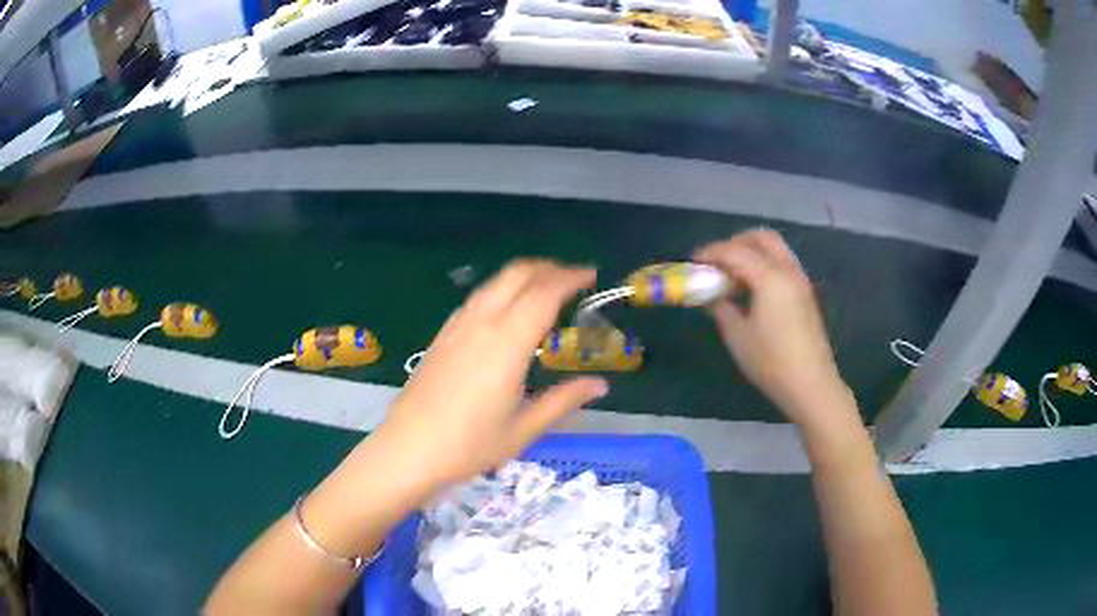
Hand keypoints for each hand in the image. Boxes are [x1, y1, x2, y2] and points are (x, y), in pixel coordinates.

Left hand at [378, 260, 608, 490]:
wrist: (408, 450)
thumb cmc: (469, 445)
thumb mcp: (524, 428)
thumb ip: (564, 400)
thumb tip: (600, 385)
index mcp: (507, 343)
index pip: (544, 293)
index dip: (570, 277)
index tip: (591, 275)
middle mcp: (482, 323)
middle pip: (517, 274)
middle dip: (548, 268)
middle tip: (573, 279)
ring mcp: (457, 326)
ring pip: (494, 282)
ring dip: (523, 276)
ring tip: (544, 289)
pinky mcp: (442, 335)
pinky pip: (477, 298)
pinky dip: (500, 290)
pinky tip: (505, 311)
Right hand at [694, 229, 846, 426]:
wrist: (810, 383)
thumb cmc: (771, 361)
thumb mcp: (738, 336)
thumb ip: (721, 307)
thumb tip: (710, 294)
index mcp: (770, 277)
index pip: (735, 251)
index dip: (711, 253)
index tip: (693, 262)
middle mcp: (787, 270)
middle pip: (761, 238)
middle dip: (736, 242)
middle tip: (717, 261)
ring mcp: (800, 280)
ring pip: (775, 249)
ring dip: (751, 252)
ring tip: (732, 275)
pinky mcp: (805, 293)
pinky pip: (782, 264)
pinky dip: (764, 264)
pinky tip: (752, 289)